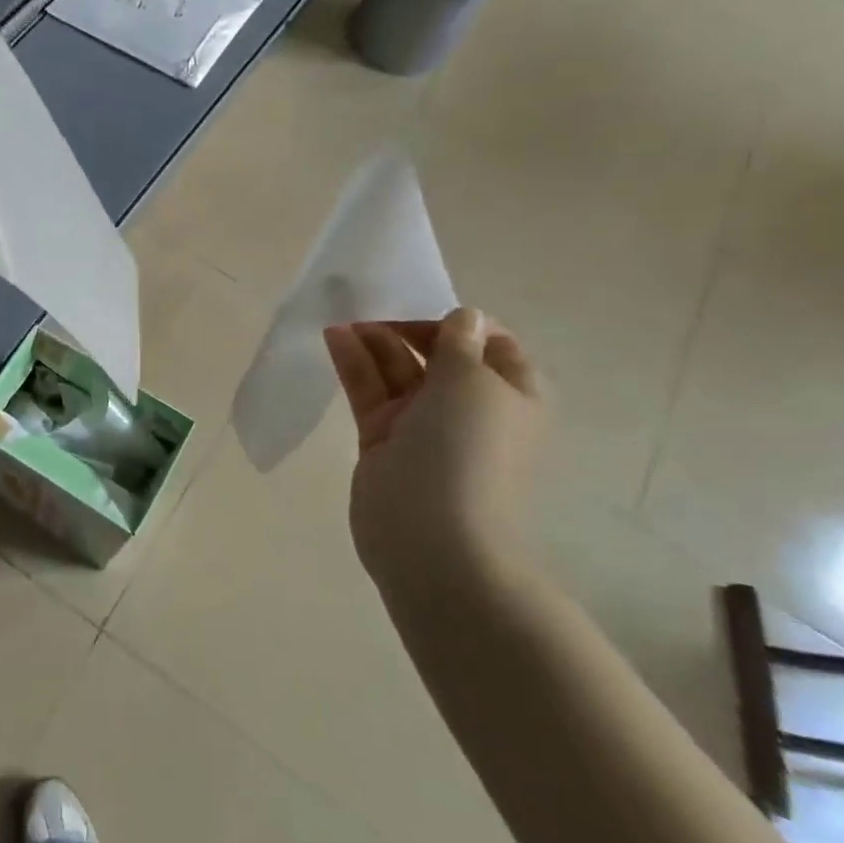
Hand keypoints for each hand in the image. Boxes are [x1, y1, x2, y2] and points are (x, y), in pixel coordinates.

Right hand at [324, 308, 544, 589]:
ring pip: (398, 371)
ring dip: (374, 340)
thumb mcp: (473, 382)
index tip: (422, 304)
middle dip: (407, 327)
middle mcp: (469, 408)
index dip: (460, 321)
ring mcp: (424, 425)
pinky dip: (354, 363)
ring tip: (342, 313)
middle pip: (438, 355)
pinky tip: (333, 336)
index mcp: (510, 395)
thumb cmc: (467, 450)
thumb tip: (465, 317)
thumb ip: (460, 343)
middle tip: (370, 303)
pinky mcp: (384, 439)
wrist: (432, 539)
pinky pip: (370, 392)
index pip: (490, 344)